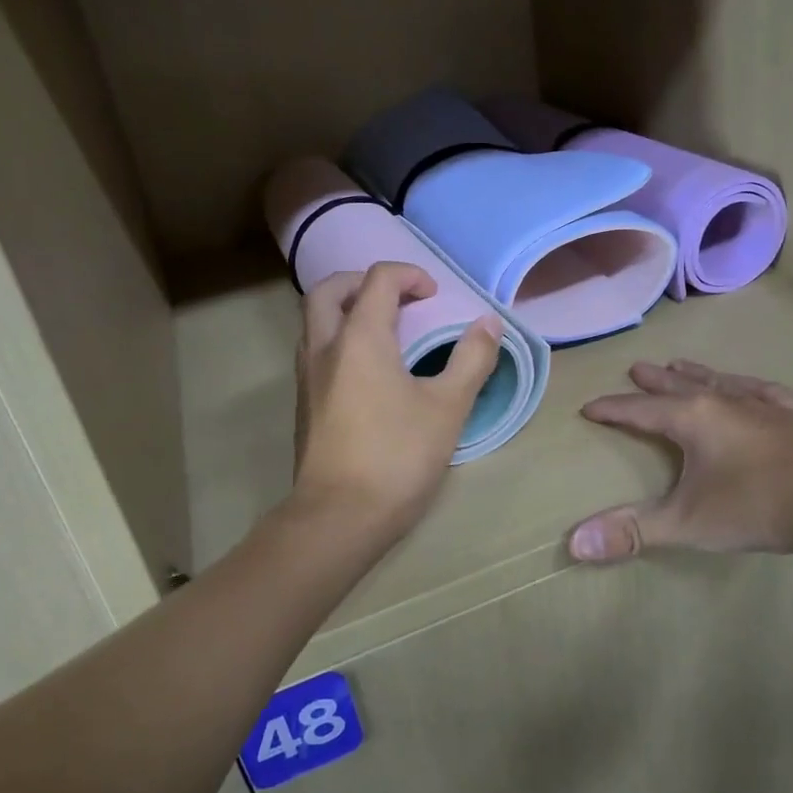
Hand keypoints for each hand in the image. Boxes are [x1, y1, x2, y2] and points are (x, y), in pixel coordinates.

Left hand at [293, 263, 501, 548]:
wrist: (339, 517)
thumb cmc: (398, 456)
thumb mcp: (448, 407)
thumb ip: (471, 359)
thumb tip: (489, 323)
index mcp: (360, 338)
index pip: (378, 280)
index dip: (409, 276)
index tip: (436, 296)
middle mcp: (324, 347)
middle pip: (329, 290)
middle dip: (362, 281)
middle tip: (397, 297)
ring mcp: (307, 377)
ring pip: (314, 321)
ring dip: (345, 309)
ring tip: (383, 329)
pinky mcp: (304, 404)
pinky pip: (315, 351)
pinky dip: (338, 339)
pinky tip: (367, 370)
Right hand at [567, 359, 792, 561]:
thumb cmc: (757, 506)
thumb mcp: (687, 523)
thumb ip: (633, 532)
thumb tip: (574, 544)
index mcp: (692, 418)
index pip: (638, 410)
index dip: (611, 409)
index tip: (589, 407)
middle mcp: (723, 401)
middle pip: (678, 386)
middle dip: (652, 381)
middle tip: (636, 368)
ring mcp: (762, 405)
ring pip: (719, 381)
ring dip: (695, 374)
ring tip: (679, 364)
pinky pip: (763, 391)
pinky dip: (746, 386)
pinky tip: (749, 386)